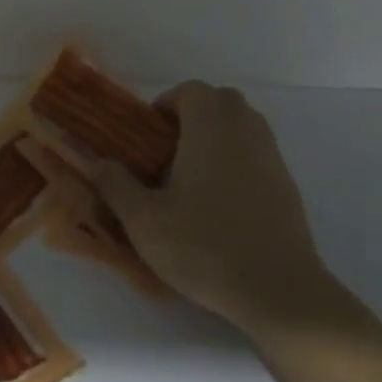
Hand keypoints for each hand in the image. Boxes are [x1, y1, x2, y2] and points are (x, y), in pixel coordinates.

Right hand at [87, 82, 330, 330]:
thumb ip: (115, 185)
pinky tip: (221, 198)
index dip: (167, 104)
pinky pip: (258, 152)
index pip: (191, 90)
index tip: (149, 134)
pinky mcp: (288, 184)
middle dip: (194, 113)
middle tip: (169, 148)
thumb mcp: (144, 221)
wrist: (278, 291)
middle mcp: (245, 131)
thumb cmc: (205, 247)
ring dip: (218, 134)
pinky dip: (238, 158)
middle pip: (221, 100)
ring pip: (244, 124)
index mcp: (210, 129)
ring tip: (192, 172)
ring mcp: (272, 157)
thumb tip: (94, 162)